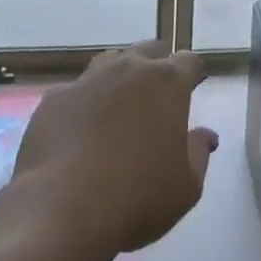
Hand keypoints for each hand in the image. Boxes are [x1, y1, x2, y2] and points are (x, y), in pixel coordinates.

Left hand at [12, 41, 218, 255]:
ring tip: (118, 107)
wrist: (63, 210)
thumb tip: (206, 135)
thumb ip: (199, 153)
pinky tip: (78, 132)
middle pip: (149, 50)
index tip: (193, 90)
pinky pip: (75, 92)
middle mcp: (128, 69)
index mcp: (167, 83)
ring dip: (119, 77)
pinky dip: (82, 104)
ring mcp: (88, 80)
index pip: (189, 61)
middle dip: (156, 66)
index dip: (193, 74)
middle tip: (156, 96)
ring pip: (110, 62)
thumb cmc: (138, 197)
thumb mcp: (186, 187)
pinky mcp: (54, 98)